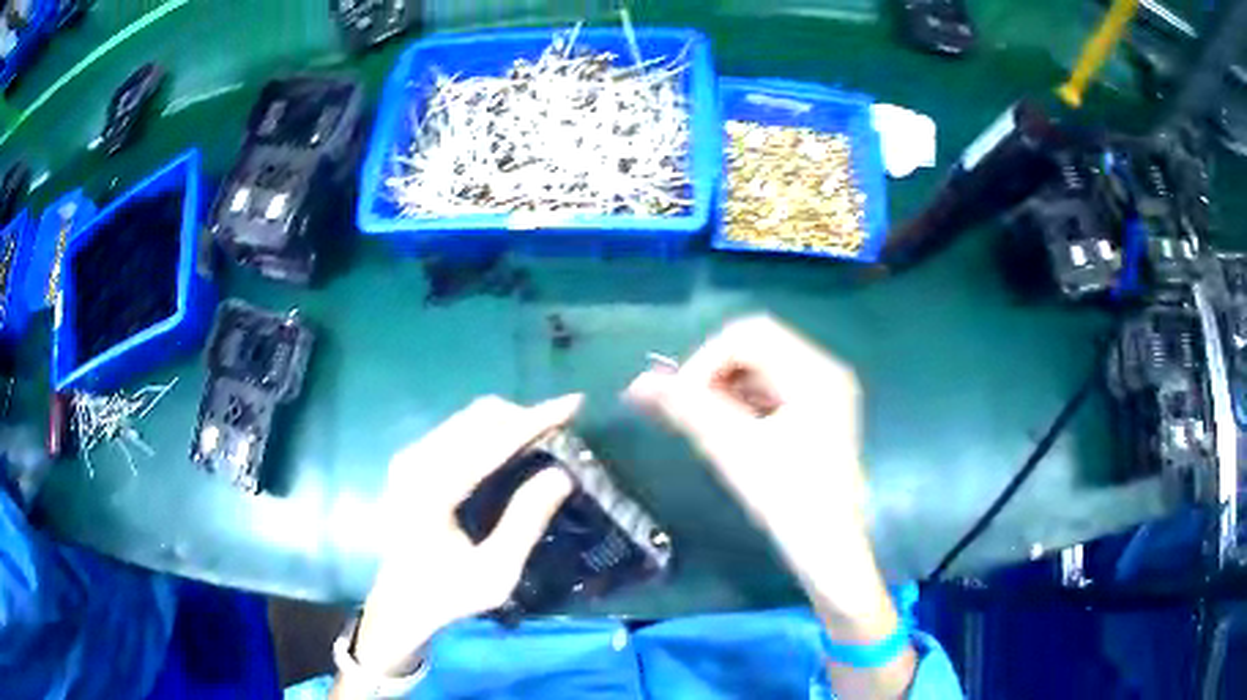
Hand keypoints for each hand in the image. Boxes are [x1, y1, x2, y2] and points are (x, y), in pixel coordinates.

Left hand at [352, 395, 579, 676]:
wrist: (400, 602)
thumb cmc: (448, 594)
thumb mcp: (496, 573)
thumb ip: (526, 523)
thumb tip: (561, 474)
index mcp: (431, 490)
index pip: (491, 441)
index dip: (536, 420)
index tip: (574, 403)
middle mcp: (415, 462)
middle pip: (478, 417)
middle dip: (525, 417)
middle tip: (561, 433)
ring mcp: (409, 458)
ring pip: (468, 418)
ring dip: (508, 422)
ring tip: (542, 439)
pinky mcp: (410, 461)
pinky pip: (457, 430)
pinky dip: (490, 431)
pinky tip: (509, 449)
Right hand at [626, 316, 892, 635]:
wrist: (829, 550)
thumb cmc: (789, 501)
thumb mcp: (734, 451)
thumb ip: (687, 409)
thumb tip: (639, 383)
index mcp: (813, 373)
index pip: (746, 336)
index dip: (705, 361)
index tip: (681, 401)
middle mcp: (823, 372)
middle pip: (754, 348)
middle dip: (712, 373)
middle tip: (685, 410)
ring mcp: (823, 394)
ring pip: (759, 370)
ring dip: (723, 389)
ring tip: (698, 423)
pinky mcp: (816, 415)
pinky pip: (770, 392)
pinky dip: (741, 403)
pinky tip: (723, 430)